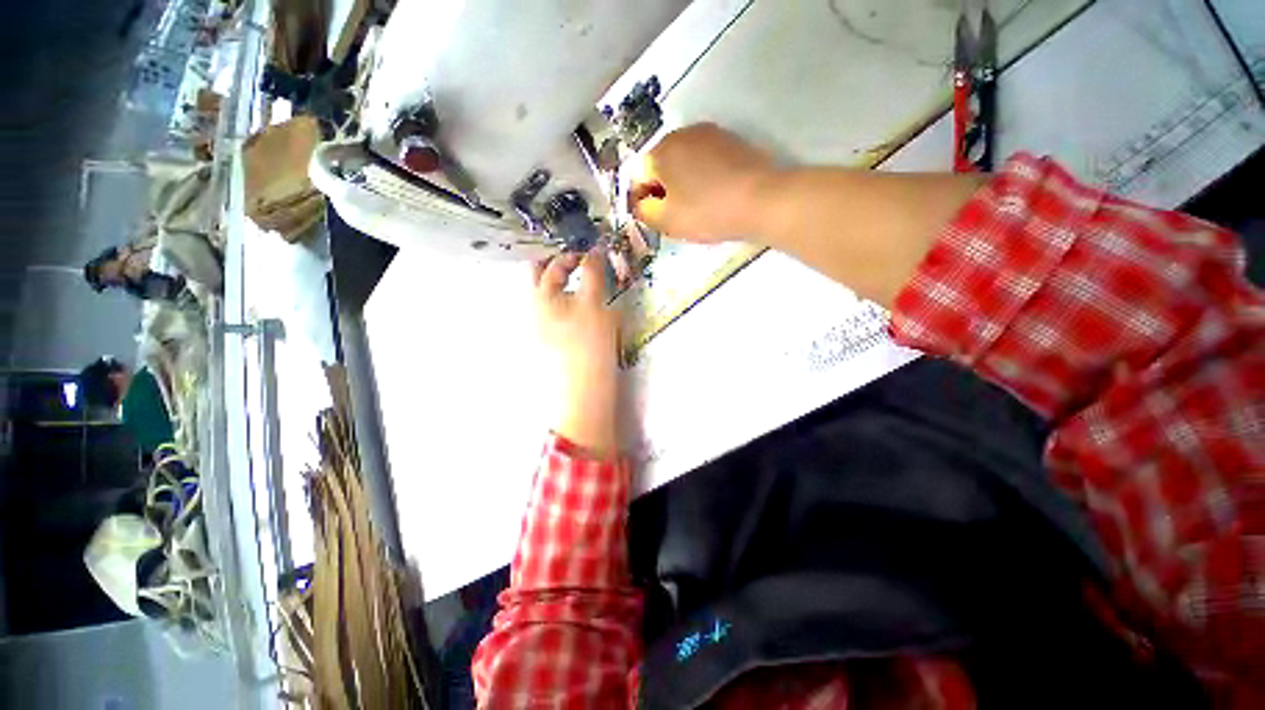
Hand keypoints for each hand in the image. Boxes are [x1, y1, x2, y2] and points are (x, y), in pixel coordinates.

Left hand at [533, 249, 619, 455]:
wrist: (582, 388)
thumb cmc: (588, 342)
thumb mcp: (594, 302)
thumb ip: (593, 272)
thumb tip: (596, 249)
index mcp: (541, 296)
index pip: (552, 264)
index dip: (572, 253)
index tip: (593, 250)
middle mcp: (535, 308)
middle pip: (542, 277)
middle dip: (559, 264)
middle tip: (582, 259)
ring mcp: (541, 326)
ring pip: (551, 295)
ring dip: (565, 282)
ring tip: (586, 279)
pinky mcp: (551, 340)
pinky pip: (558, 311)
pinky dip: (569, 300)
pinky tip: (584, 306)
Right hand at [629, 123, 775, 242]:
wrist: (762, 200)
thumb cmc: (707, 212)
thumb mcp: (667, 220)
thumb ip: (644, 211)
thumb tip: (640, 203)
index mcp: (661, 151)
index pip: (638, 176)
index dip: (643, 200)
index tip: (655, 219)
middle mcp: (681, 133)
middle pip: (660, 165)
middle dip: (662, 190)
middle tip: (675, 215)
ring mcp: (709, 133)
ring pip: (683, 161)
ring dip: (682, 183)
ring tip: (696, 206)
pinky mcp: (730, 140)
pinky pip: (704, 160)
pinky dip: (702, 176)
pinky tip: (714, 194)